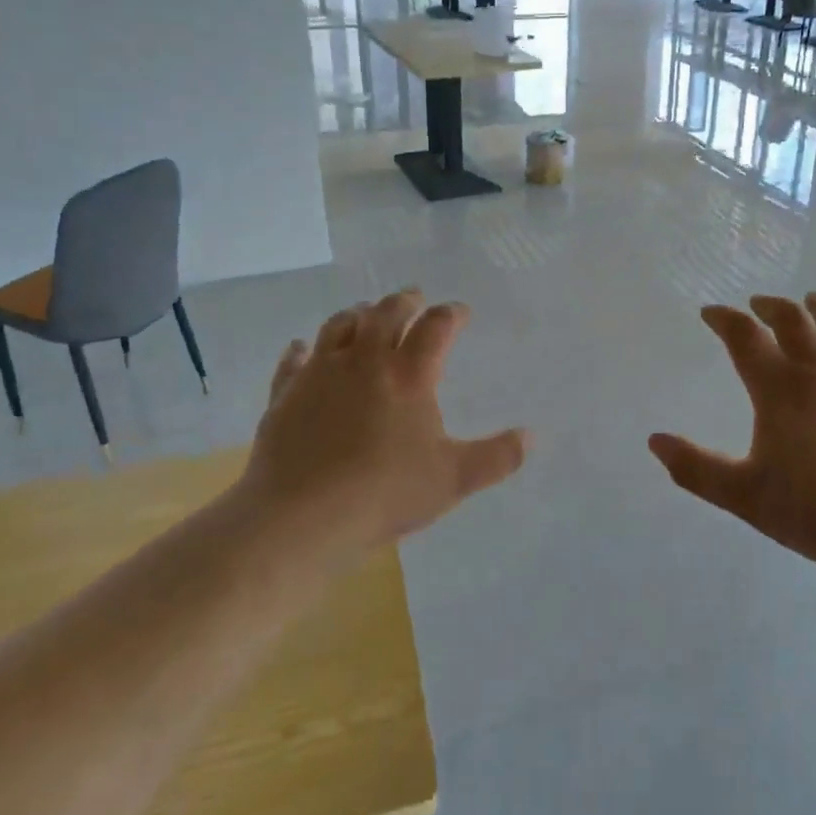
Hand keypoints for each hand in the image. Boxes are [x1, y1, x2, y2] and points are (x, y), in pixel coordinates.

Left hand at [234, 289, 528, 562]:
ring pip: (339, 326)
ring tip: (364, 313)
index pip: (436, 327)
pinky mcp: (285, 393)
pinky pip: (294, 360)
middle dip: (405, 301)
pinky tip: (301, 348)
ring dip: (357, 314)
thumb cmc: (385, 493)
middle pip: (386, 313)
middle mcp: (365, 360)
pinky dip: (301, 349)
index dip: (451, 314)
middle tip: (414, 298)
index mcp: (409, 374)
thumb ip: (496, 457)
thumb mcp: (453, 479)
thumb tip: (530, 437)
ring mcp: (320, 373)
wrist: (302, 516)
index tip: (459, 311)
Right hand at [649, 293, 815, 572]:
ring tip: (812, 301)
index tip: (711, 312)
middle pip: (793, 320)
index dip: (724, 319)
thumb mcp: (745, 496)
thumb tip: (654, 441)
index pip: (744, 337)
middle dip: (770, 307)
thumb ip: (696, 469)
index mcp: (781, 389)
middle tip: (758, 304)